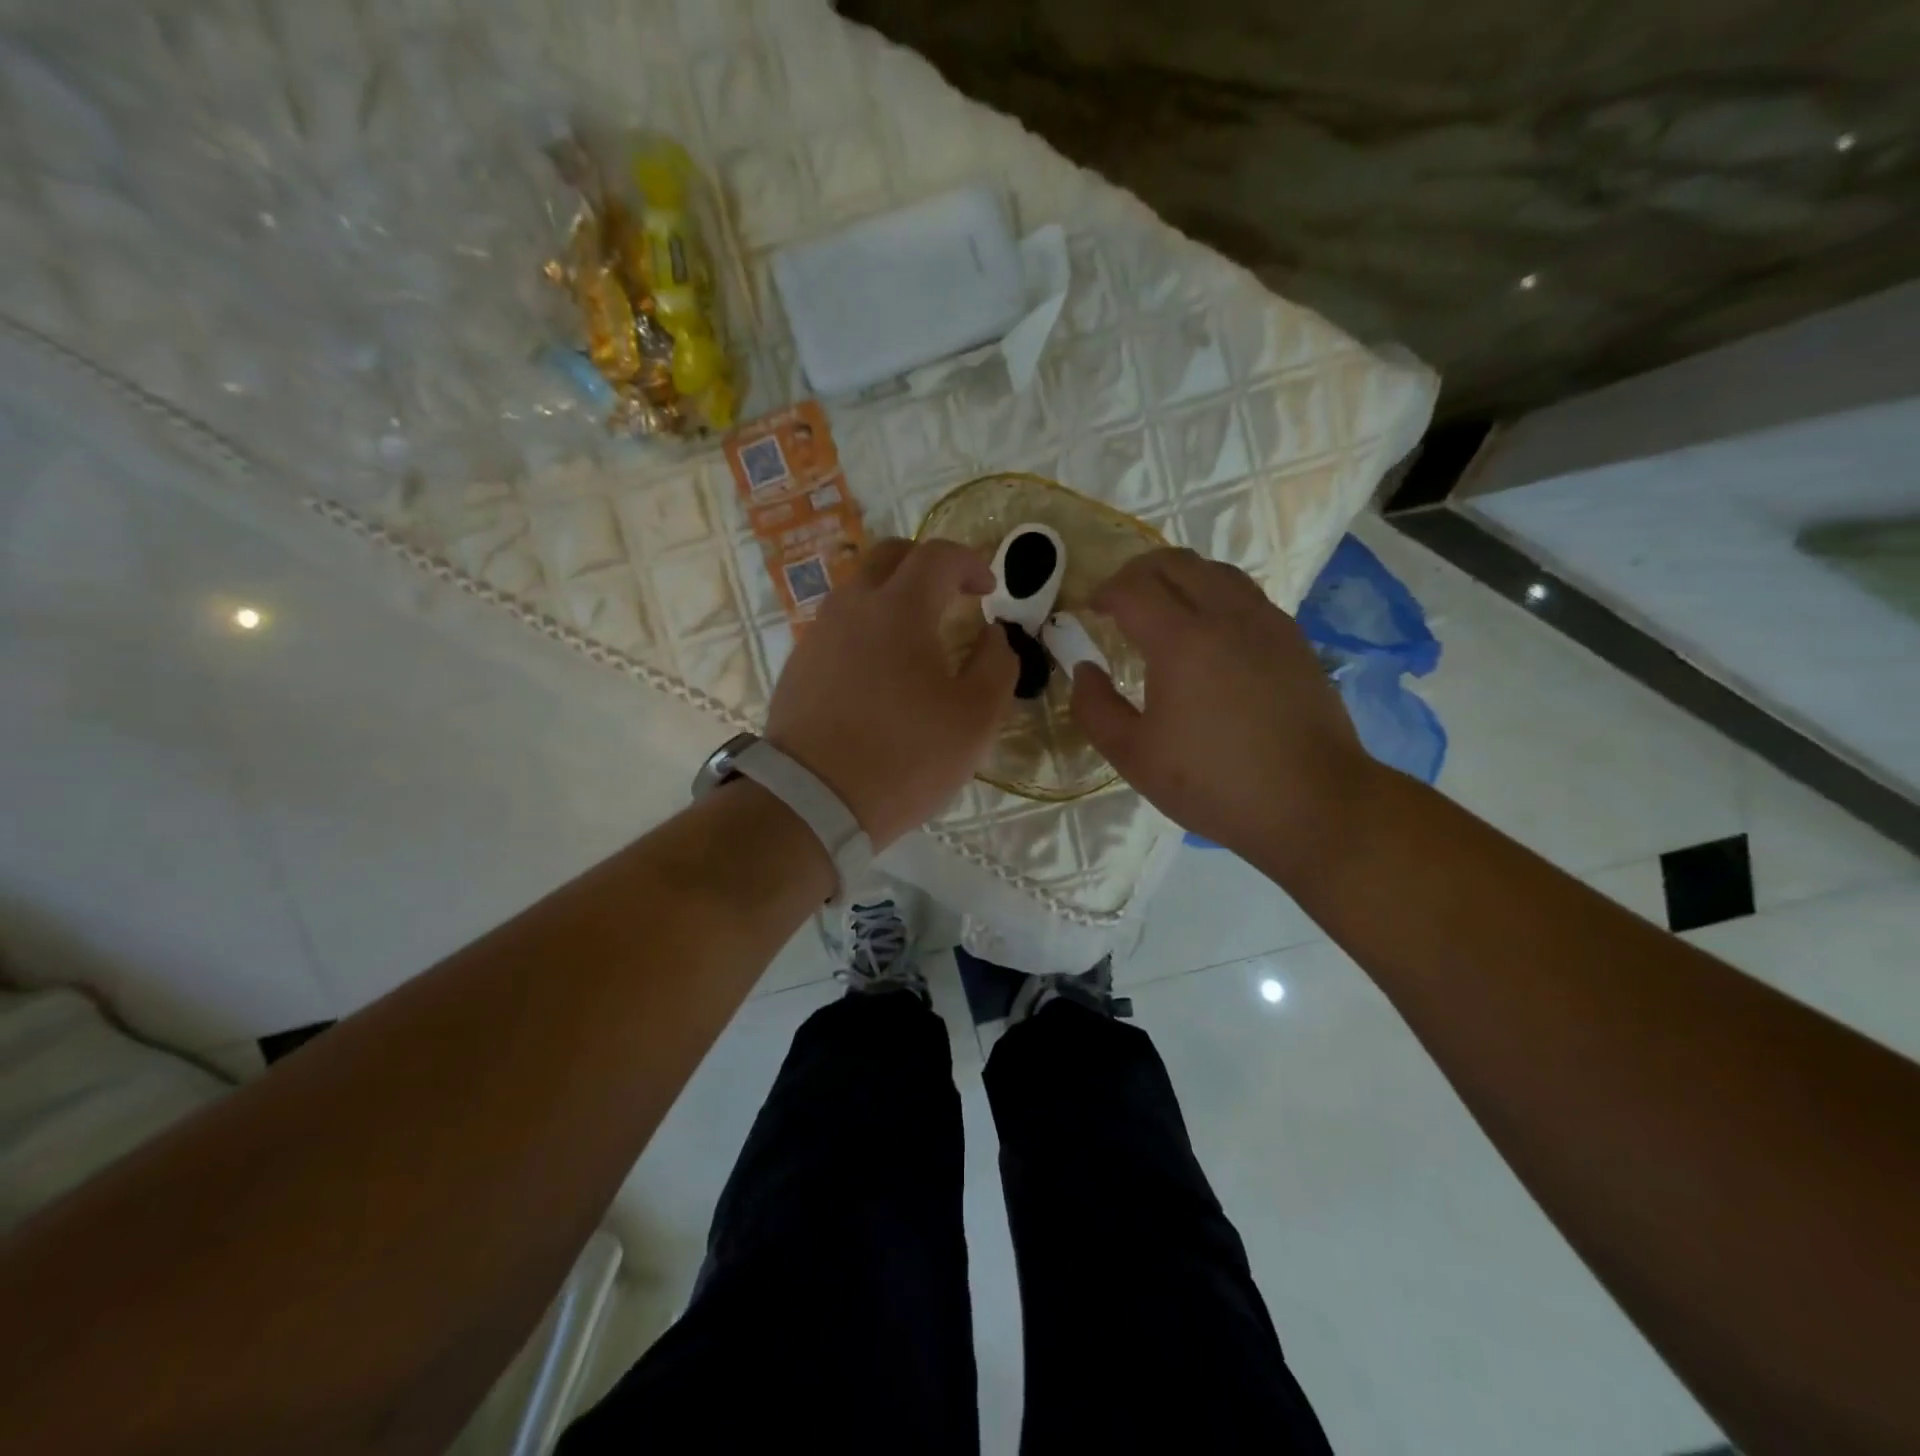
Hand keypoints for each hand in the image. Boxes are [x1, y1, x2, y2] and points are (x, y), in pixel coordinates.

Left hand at [764, 537, 1017, 848]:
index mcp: (899, 608)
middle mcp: (852, 607)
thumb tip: (994, 635)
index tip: (989, 590)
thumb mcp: (976, 718)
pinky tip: (880, 670)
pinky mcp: (799, 664)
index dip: (971, 563)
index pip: (938, 555)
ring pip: (859, 590)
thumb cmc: (905, 758)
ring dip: (894, 596)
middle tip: (953, 595)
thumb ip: (997, 665)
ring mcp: (819, 634)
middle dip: (928, 565)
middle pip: (890, 556)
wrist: (813, 801)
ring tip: (918, 636)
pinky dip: (868, 628)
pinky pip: (839, 626)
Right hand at [1070, 548, 1375, 874]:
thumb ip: (1095, 708)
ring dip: (1179, 577)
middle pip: (1176, 563)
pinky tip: (1209, 632)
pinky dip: (1214, 594)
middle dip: (1138, 572)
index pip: (1133, 588)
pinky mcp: (1293, 639)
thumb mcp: (1134, 756)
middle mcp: (1226, 615)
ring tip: (1163, 607)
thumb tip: (1085, 669)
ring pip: (1216, 571)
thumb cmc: (1214, 782)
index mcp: (1181, 640)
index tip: (1090, 611)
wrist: (1313, 802)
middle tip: (1119, 600)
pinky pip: (1245, 594)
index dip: (1104, 592)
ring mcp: (1266, 622)